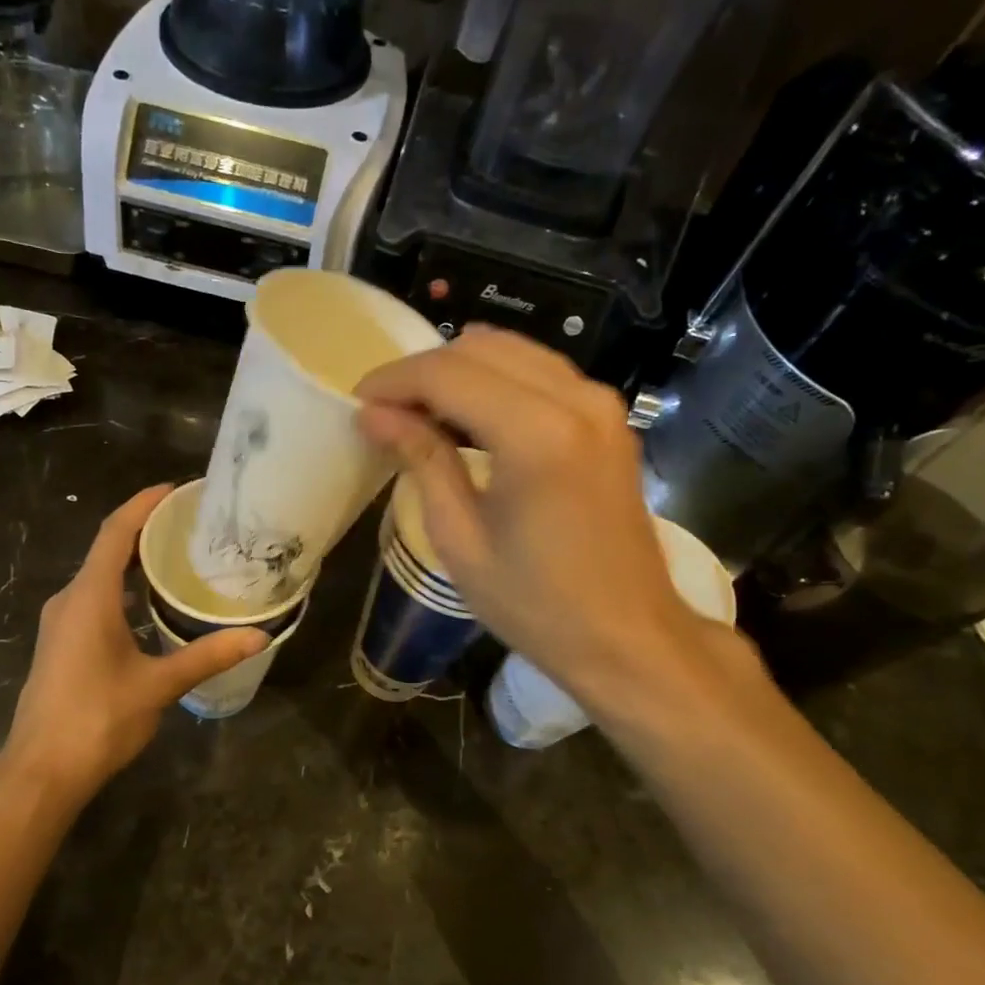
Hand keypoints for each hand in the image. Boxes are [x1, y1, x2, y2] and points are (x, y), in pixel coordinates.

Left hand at [0, 486, 267, 808]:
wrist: (41, 771)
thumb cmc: (97, 719)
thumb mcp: (158, 685)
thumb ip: (207, 656)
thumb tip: (259, 636)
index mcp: (89, 597)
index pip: (115, 533)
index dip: (143, 504)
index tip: (176, 489)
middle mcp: (70, 600)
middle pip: (108, 549)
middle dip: (146, 530)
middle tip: (192, 523)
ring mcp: (62, 623)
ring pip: (100, 576)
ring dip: (135, 561)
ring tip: (180, 556)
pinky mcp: (63, 644)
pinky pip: (96, 599)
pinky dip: (125, 589)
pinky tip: (154, 604)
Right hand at [356, 326, 726, 717]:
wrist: (628, 636)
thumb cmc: (536, 604)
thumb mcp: (460, 538)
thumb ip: (421, 460)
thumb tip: (373, 415)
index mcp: (536, 434)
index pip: (447, 373)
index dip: (393, 381)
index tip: (357, 404)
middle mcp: (575, 399)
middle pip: (479, 348)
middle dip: (422, 372)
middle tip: (385, 413)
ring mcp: (600, 403)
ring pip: (512, 351)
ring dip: (458, 372)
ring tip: (420, 415)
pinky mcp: (609, 417)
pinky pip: (540, 372)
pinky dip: (496, 381)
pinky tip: (469, 418)